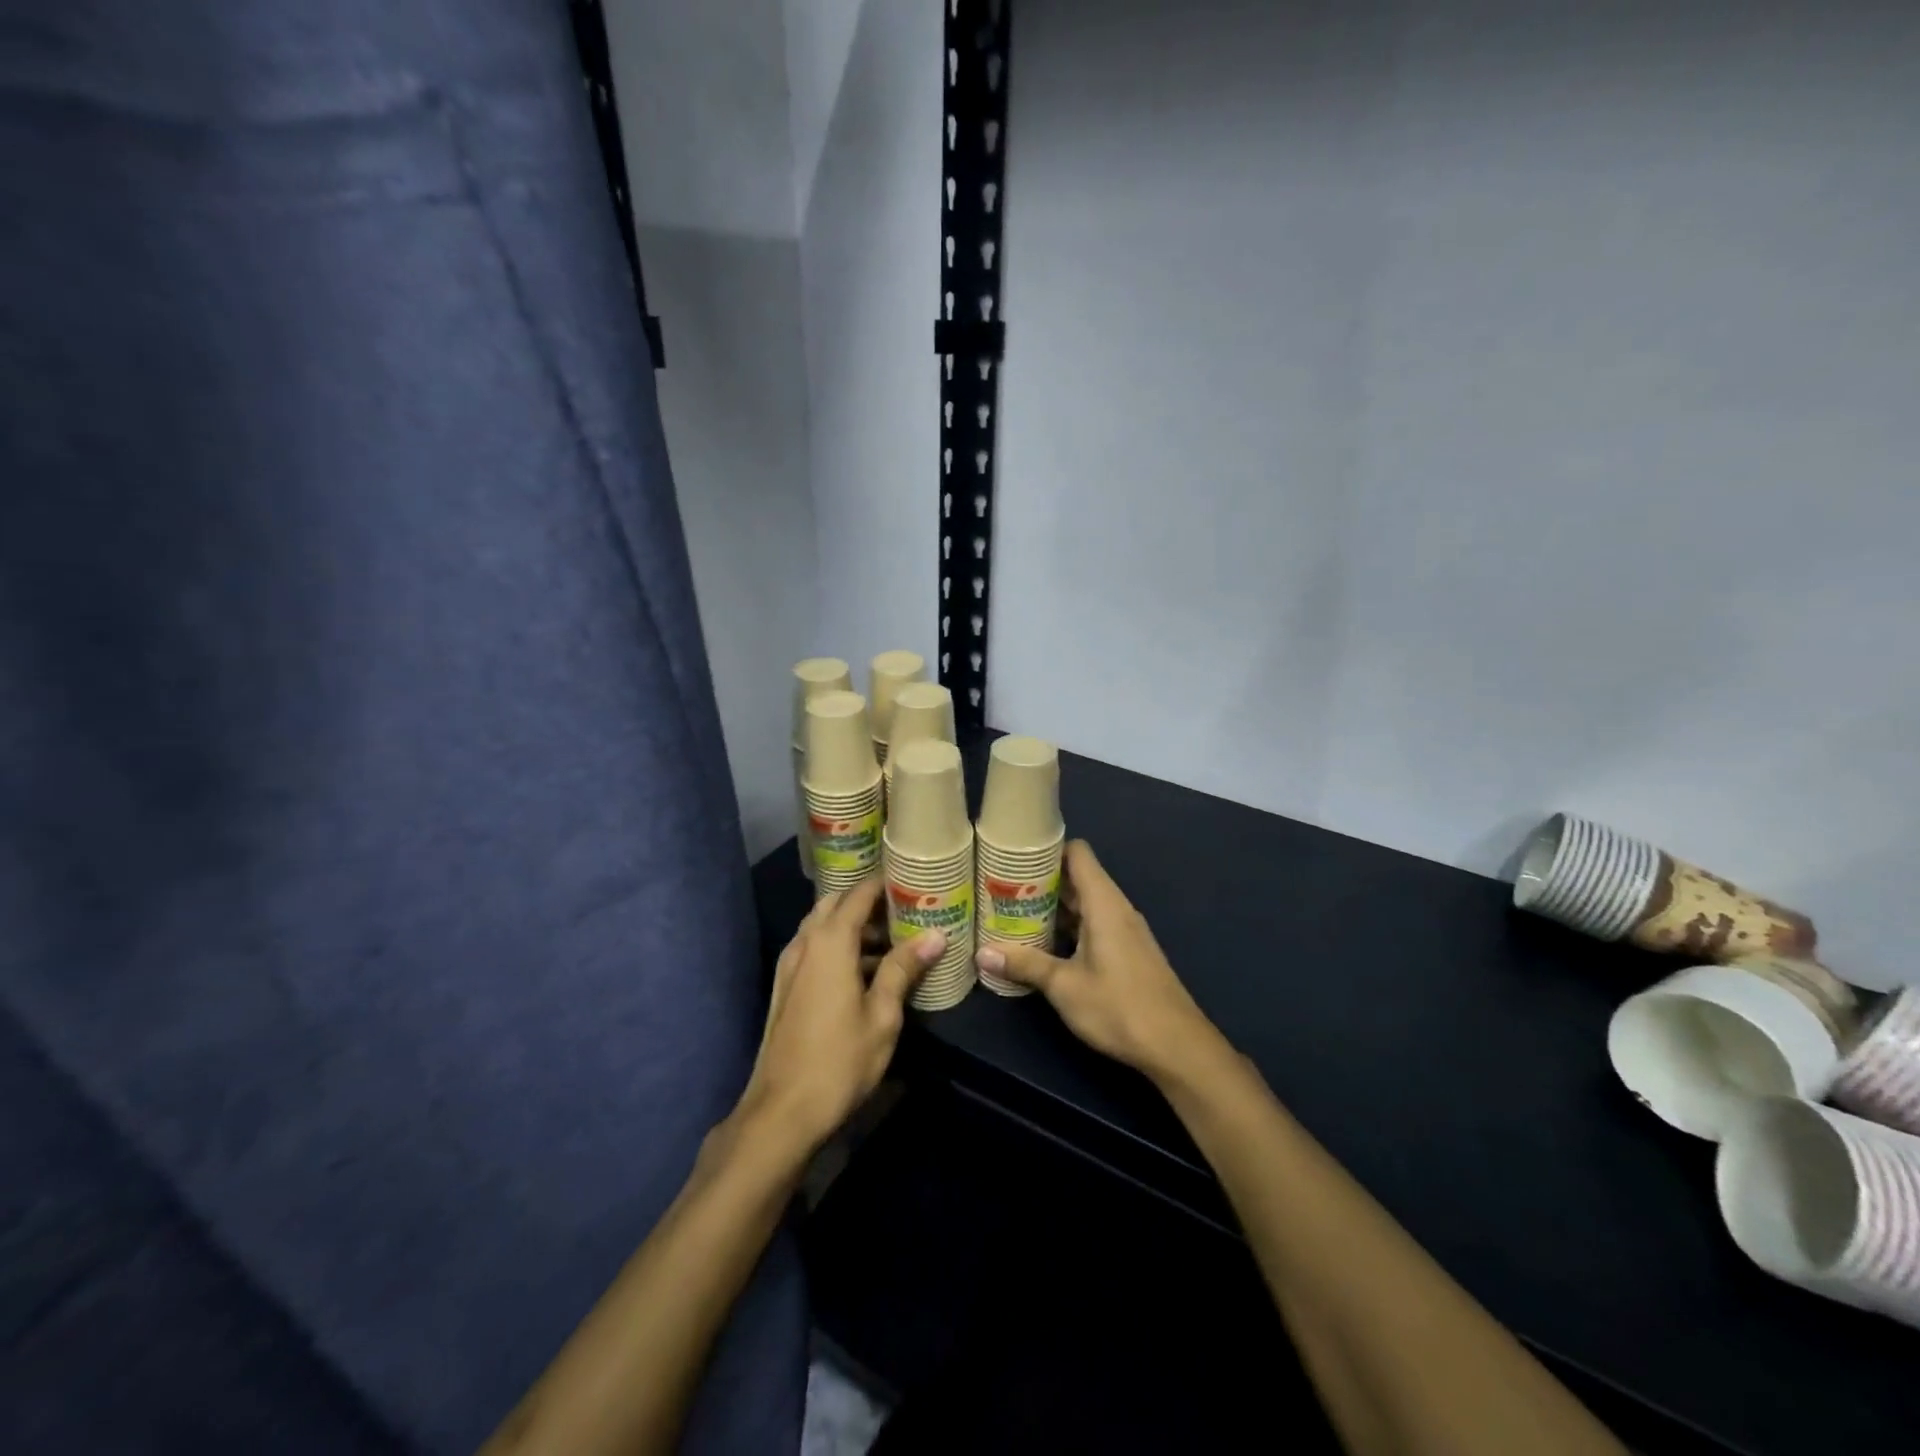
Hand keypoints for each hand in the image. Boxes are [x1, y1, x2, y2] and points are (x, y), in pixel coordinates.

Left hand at [736, 877, 944, 1154]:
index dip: (886, 883)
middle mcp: (805, 942)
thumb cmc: (839, 1061)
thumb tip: (936, 935)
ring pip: (823, 926)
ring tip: (894, 939)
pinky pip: (814, 948)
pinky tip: (866, 970)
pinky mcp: (786, 987)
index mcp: (829, 941)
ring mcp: (790, 964)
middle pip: (837, 903)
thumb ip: (903, 969)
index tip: (914, 880)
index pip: (859, 893)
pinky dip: (839, 946)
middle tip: (905, 910)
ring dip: (853, 926)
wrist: (781, 1111)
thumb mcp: (882, 1015)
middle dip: (869, 902)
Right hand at [975, 841, 1221, 1081]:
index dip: (1048, 849)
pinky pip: (1093, 924)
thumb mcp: (1064, 986)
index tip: (1014, 857)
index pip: (1078, 853)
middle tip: (1002, 889)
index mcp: (1104, 903)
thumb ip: (1025, 965)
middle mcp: (1116, 908)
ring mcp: (1125, 930)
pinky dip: (1069, 926)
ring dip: (1053, 907)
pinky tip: (1044, 945)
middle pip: (1077, 877)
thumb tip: (981, 954)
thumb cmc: (1119, 1007)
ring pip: (1085, 904)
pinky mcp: (1128, 952)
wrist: (1176, 1046)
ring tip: (1014, 914)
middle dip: (1041, 881)